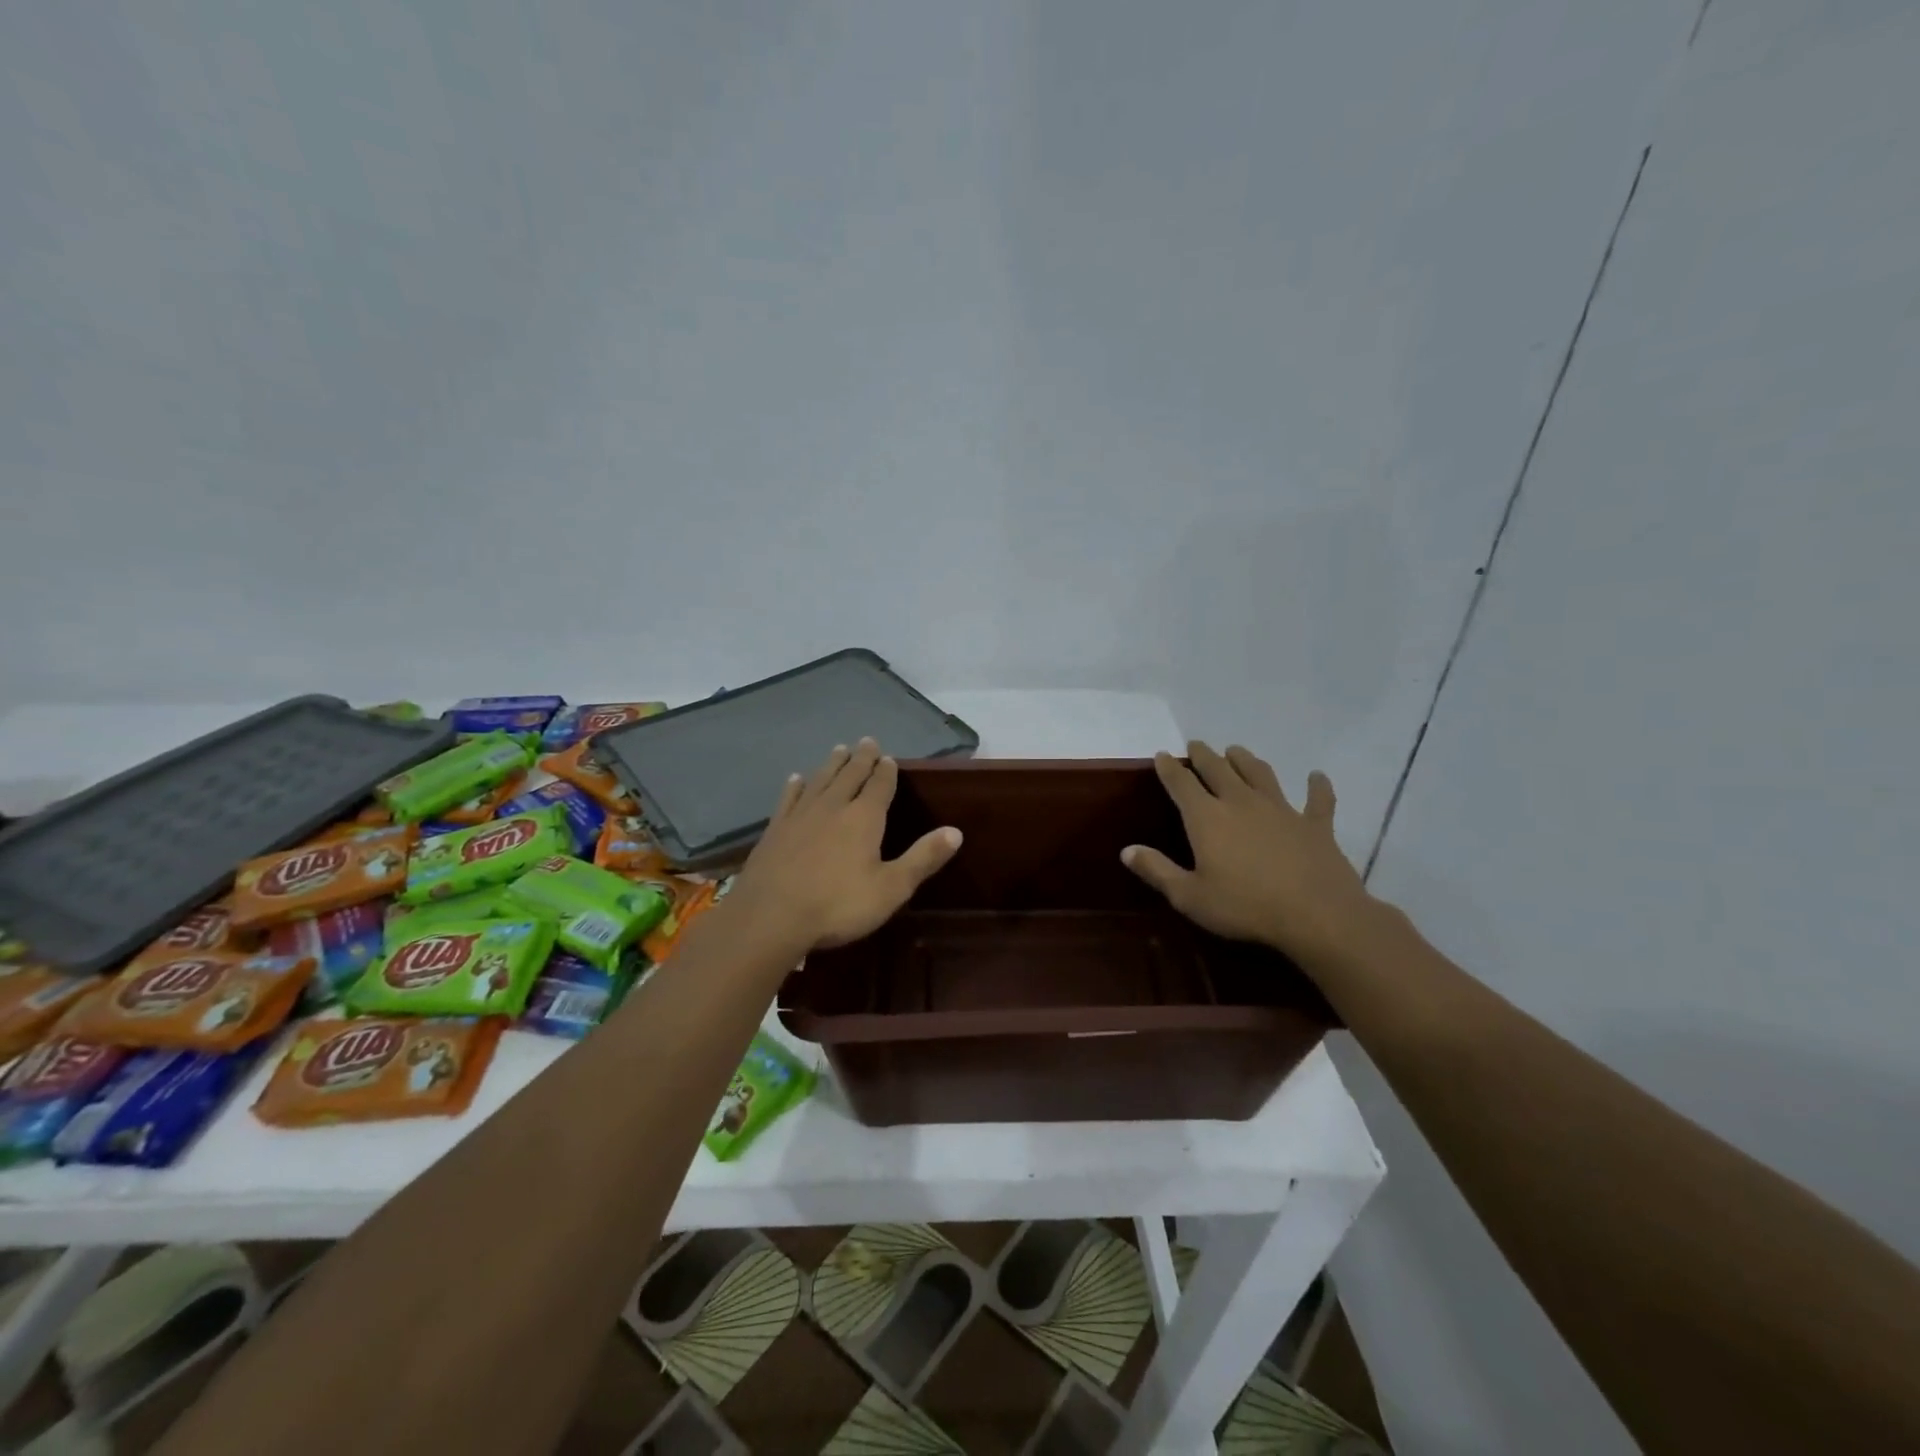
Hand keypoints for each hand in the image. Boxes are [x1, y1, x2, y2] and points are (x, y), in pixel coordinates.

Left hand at [726, 738, 962, 954]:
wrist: (771, 916)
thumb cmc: (838, 905)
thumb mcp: (891, 888)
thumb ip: (923, 858)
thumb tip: (955, 831)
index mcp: (864, 818)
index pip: (880, 785)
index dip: (887, 771)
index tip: (890, 758)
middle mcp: (833, 807)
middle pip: (850, 775)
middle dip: (861, 758)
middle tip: (867, 741)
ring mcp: (801, 815)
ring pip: (820, 780)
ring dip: (832, 764)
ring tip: (839, 749)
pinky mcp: (775, 829)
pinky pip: (789, 798)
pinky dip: (796, 785)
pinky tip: (796, 778)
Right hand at [1122, 742, 1375, 964]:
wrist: (1317, 915)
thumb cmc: (1245, 907)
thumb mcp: (1190, 896)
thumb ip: (1157, 871)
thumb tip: (1127, 850)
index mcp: (1207, 818)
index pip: (1181, 784)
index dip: (1169, 768)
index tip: (1161, 755)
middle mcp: (1241, 803)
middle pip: (1218, 770)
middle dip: (1204, 756)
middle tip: (1196, 745)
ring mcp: (1281, 810)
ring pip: (1260, 774)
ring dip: (1246, 760)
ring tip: (1236, 751)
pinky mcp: (1315, 824)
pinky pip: (1317, 799)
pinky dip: (1317, 786)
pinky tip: (1317, 776)